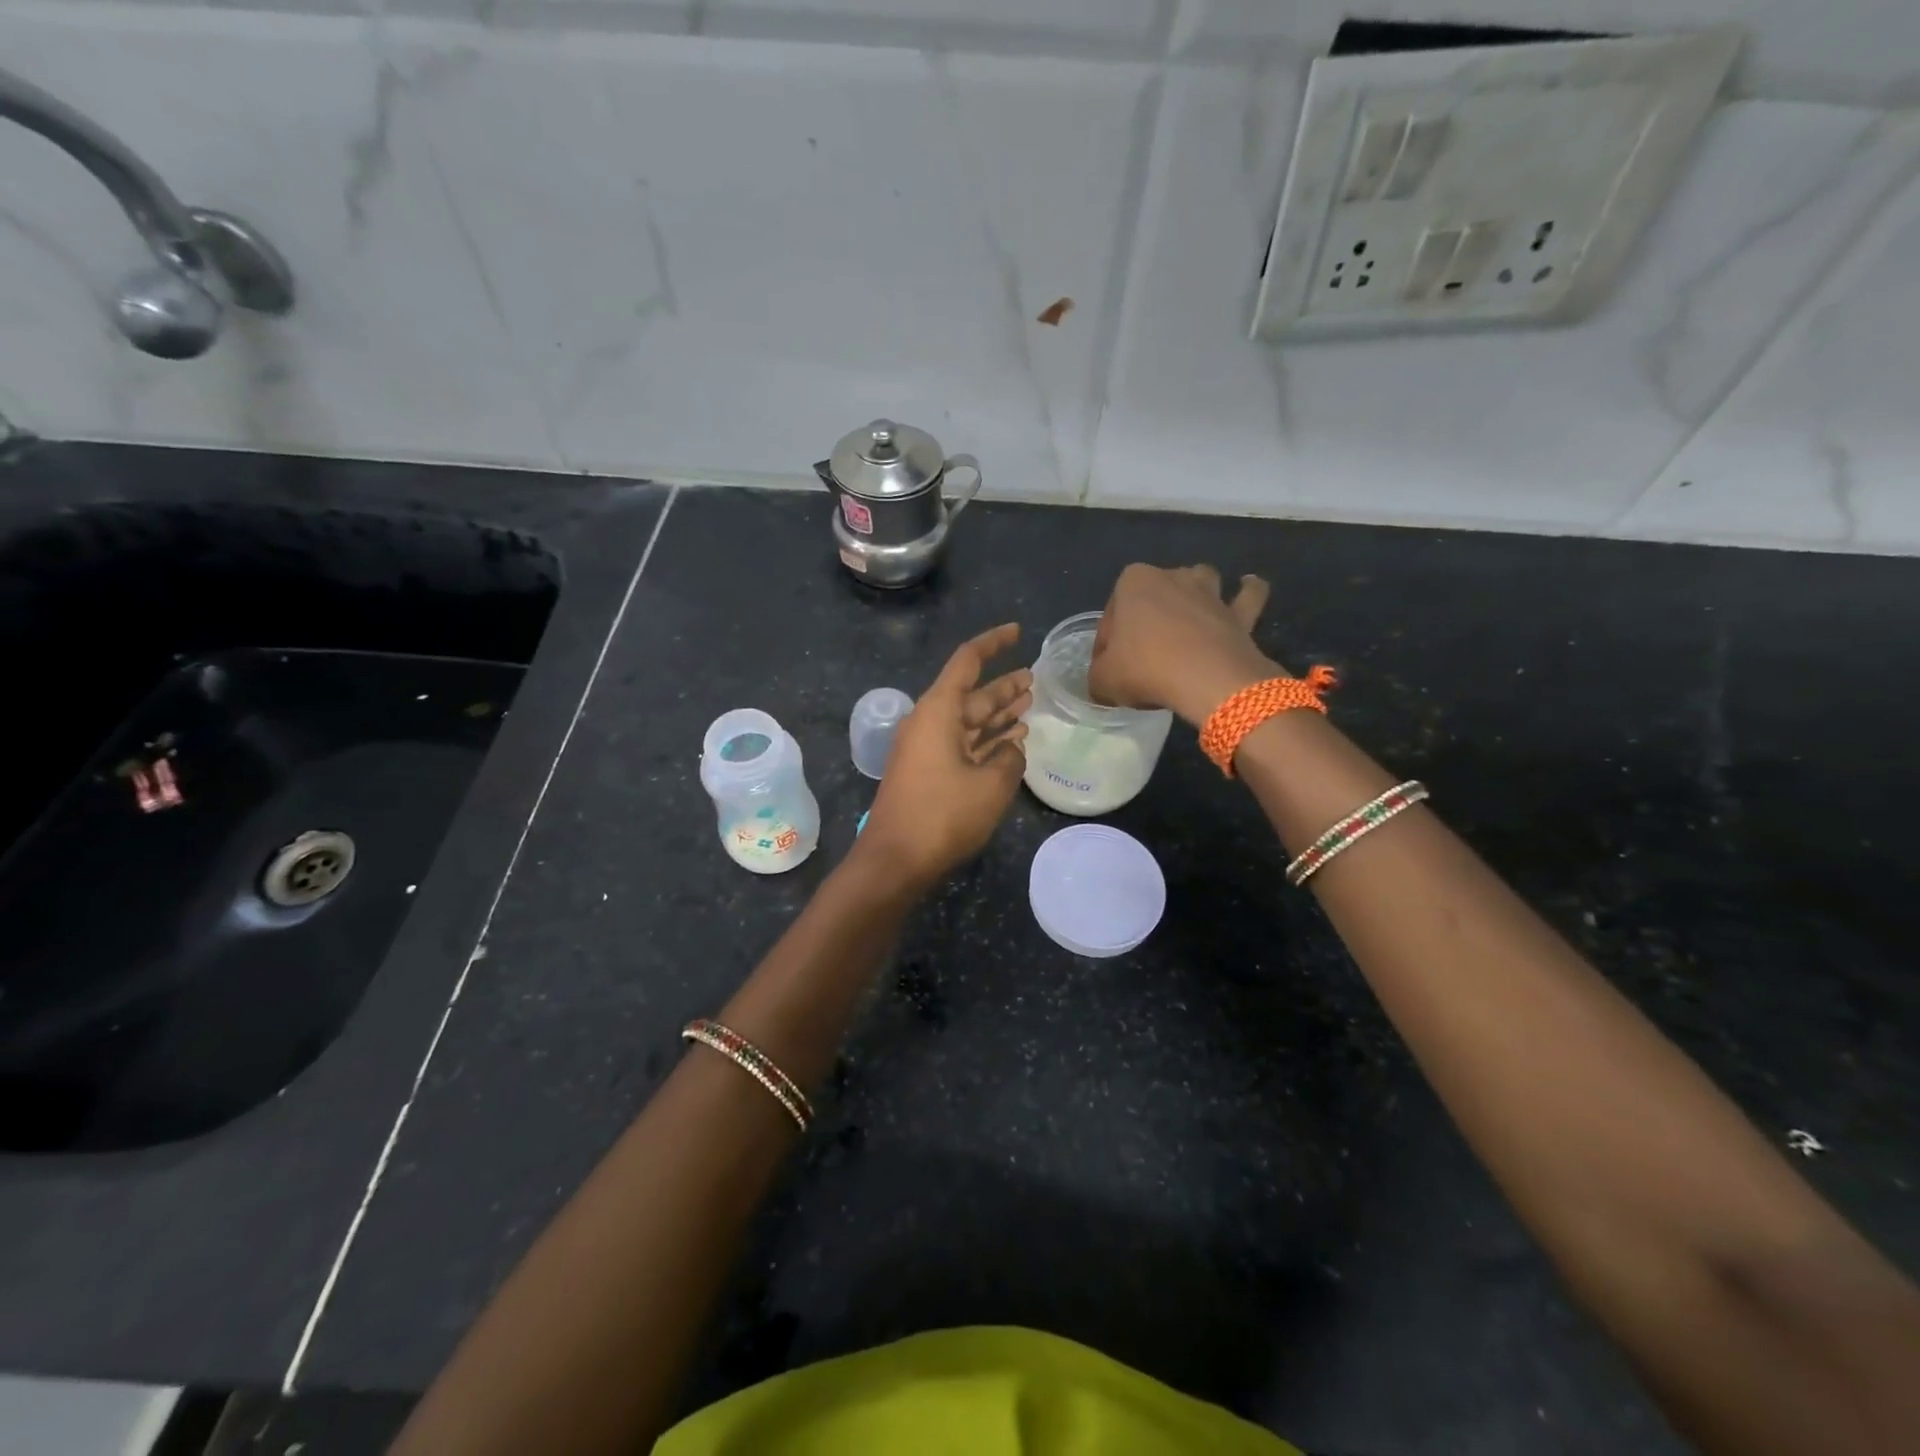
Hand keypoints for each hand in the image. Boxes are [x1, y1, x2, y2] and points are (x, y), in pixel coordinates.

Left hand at [856, 623, 1031, 888]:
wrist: (895, 860)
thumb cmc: (943, 815)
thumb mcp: (991, 785)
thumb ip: (1010, 759)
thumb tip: (1011, 750)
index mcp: (938, 711)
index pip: (967, 662)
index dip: (993, 643)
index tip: (1017, 631)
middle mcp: (930, 723)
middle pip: (971, 694)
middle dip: (1002, 686)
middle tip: (1034, 678)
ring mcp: (926, 749)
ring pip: (968, 721)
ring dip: (997, 714)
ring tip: (1028, 703)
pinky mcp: (927, 773)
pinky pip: (961, 745)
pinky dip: (985, 742)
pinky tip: (1010, 743)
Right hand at [1087, 564, 1276, 725]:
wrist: (1205, 679)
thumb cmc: (1145, 669)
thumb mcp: (1102, 680)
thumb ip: (1099, 676)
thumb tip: (1103, 681)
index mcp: (1133, 582)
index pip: (1112, 614)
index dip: (1106, 643)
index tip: (1108, 668)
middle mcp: (1172, 576)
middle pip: (1153, 596)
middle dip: (1147, 619)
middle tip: (1141, 657)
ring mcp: (1209, 592)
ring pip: (1200, 582)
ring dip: (1194, 594)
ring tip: (1187, 620)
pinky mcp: (1239, 613)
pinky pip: (1247, 596)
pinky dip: (1248, 593)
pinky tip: (1246, 590)